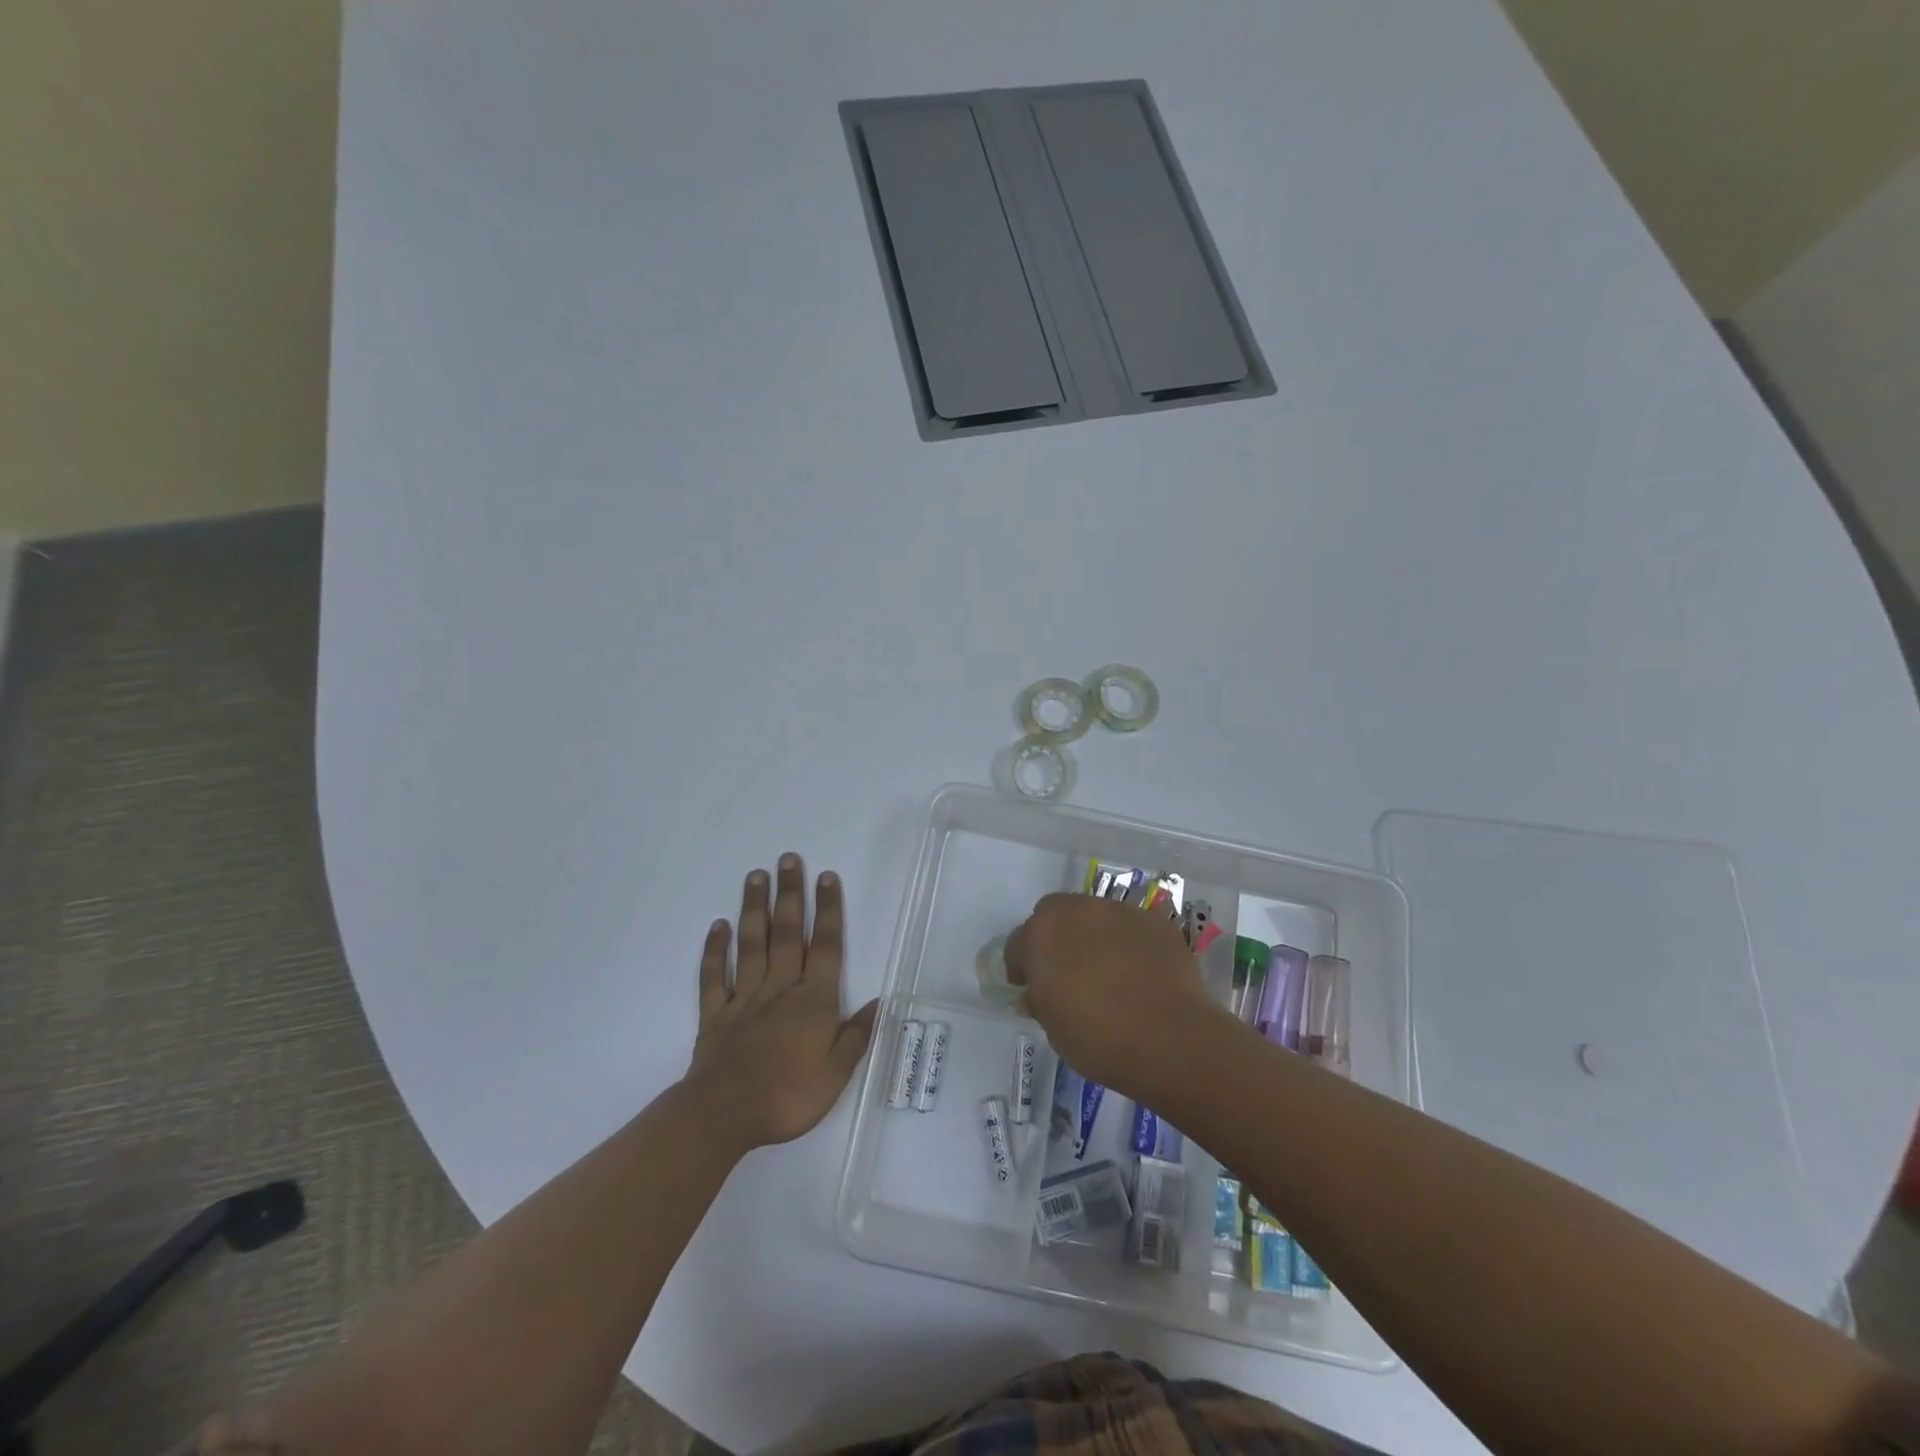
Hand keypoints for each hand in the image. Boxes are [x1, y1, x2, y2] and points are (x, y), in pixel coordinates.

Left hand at [684, 854, 877, 1150]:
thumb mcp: (836, 1075)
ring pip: (751, 945)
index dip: (828, 911)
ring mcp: (744, 998)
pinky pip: (714, 976)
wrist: (723, 1116)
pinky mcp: (715, 1015)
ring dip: (754, 909)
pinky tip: (717, 926)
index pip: (825, 946)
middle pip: (787, 933)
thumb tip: (880, 1003)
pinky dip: (715, 950)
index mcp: (813, 1000)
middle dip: (790, 894)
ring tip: (755, 876)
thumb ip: (856, 1036)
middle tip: (788, 858)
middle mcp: (780, 988)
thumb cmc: (787, 1096)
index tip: (826, 877)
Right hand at [1003, 893, 1222, 1099]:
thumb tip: (1036, 994)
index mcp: (1041, 935)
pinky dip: (1129, 943)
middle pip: (1054, 914)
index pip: (1018, 943)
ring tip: (1108, 971)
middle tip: (1066, 971)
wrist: (1169, 1039)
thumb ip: (1040, 1002)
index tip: (1030, 988)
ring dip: (1092, 935)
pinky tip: (1140, 972)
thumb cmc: (1098, 1039)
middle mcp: (1076, 911)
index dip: (1021, 966)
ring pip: (1094, 915)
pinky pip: (1131, 927)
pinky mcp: (1154, 921)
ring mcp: (1118, 911)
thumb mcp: (1054, 1029)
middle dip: (1055, 937)